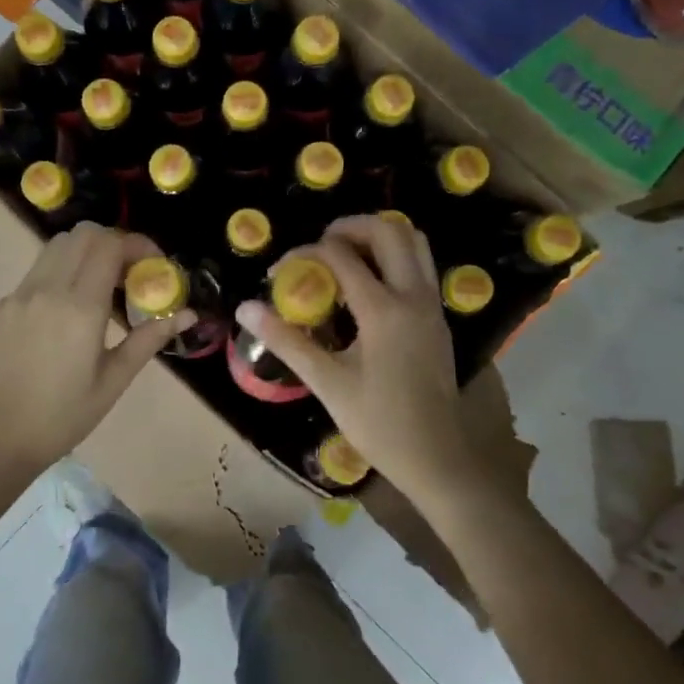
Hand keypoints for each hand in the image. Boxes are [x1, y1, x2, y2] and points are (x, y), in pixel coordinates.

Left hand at [0, 223, 190, 478]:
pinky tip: (67, 311)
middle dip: (113, 242)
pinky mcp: (2, 306)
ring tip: (101, 286)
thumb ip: (150, 338)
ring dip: (85, 253)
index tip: (154, 263)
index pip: (110, 245)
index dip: (137, 244)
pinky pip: (37, 272)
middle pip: (83, 234)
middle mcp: (47, 289)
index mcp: (80, 308)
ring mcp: (19, 294)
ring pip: (56, 247)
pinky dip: (60, 274)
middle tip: (129, 271)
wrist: (1, 437)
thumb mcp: (115, 379)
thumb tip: (188, 314)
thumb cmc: (66, 414)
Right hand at [233, 215, 474, 493]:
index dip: (304, 254)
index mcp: (384, 310)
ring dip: (377, 236)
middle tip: (319, 245)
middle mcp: (413, 295)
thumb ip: (286, 340)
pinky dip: (393, 255)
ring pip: (412, 241)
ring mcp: (431, 304)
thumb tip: (245, 308)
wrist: (438, 457)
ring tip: (345, 255)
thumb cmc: (379, 423)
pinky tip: (368, 283)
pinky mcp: (438, 316)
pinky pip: (420, 263)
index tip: (279, 273)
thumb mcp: (327, 382)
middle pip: (388, 229)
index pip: (340, 256)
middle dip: (348, 227)